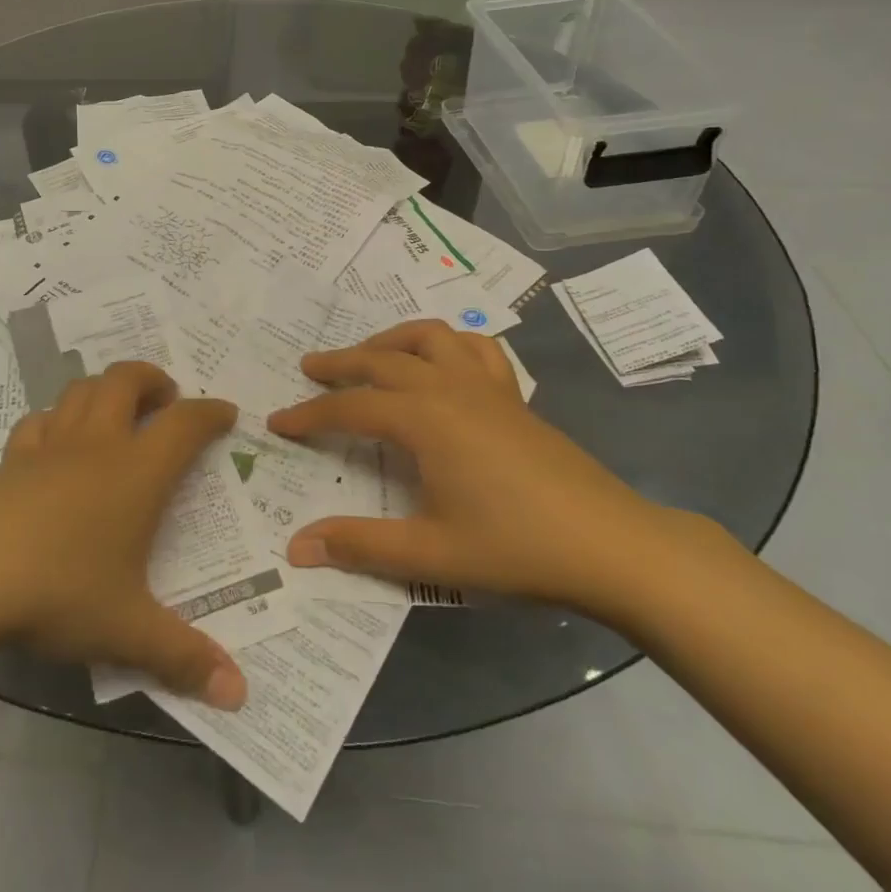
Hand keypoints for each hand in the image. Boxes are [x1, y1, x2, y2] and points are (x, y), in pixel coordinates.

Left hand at [0, 362, 247, 709]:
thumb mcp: (126, 630)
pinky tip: (53, 446)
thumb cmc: (56, 590)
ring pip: (79, 391)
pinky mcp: (6, 462)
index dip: (210, 413)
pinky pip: (37, 424)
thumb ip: (183, 658)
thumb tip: (239, 694)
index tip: (226, 413)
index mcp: (136, 472)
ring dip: (103, 390)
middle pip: (125, 380)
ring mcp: (46, 448)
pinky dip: (55, 422)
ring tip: (114, 411)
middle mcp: (95, 446)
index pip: (185, 423)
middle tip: (166, 397)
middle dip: (151, 379)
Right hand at [267, 320, 668, 616]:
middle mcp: (449, 388)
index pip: (351, 408)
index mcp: (425, 419)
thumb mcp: (432, 554)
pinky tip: (440, 363)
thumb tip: (296, 547)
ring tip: (369, 356)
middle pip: (382, 359)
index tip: (278, 422)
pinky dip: (448, 344)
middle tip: (308, 370)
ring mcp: (486, 387)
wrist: (612, 546)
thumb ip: (360, 545)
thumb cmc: (517, 548)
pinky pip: (476, 349)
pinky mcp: (514, 396)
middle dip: (340, 363)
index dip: (310, 415)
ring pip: (430, 337)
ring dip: (392, 340)